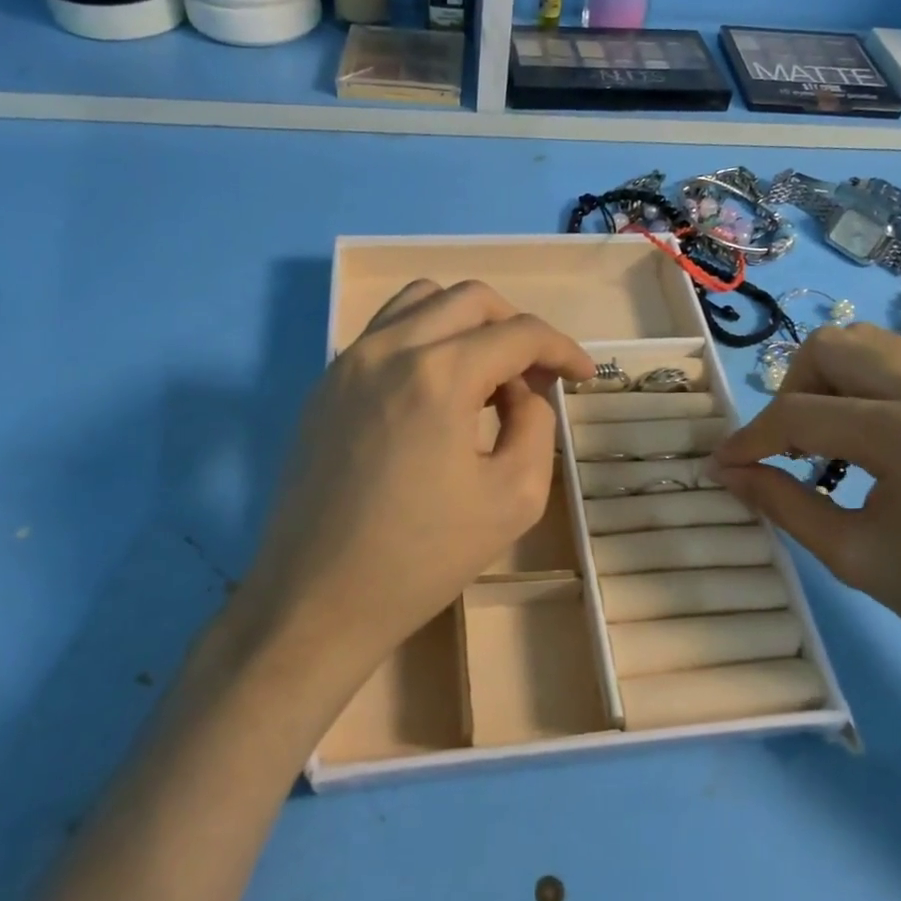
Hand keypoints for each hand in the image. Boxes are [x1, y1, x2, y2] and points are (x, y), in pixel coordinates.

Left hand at [225, 280, 593, 709]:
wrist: (317, 601)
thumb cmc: (422, 558)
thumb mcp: (513, 498)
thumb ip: (536, 425)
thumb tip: (522, 391)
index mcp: (438, 375)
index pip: (518, 333)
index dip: (562, 349)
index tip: (583, 376)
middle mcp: (388, 349)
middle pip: (470, 299)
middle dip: (515, 327)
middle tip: (535, 375)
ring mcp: (348, 362)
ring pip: (420, 301)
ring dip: (467, 323)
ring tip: (485, 375)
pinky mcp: (324, 384)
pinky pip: (384, 332)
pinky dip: (425, 339)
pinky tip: (436, 392)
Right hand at [711, 322, 900, 714]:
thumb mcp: (858, 558)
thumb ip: (783, 504)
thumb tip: (728, 472)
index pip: (798, 413)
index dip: (749, 439)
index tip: (724, 464)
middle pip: (832, 345)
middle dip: (791, 391)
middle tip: (787, 447)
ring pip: (871, 345)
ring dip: (832, 383)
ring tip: (829, 444)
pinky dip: (871, 390)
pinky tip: (877, 446)